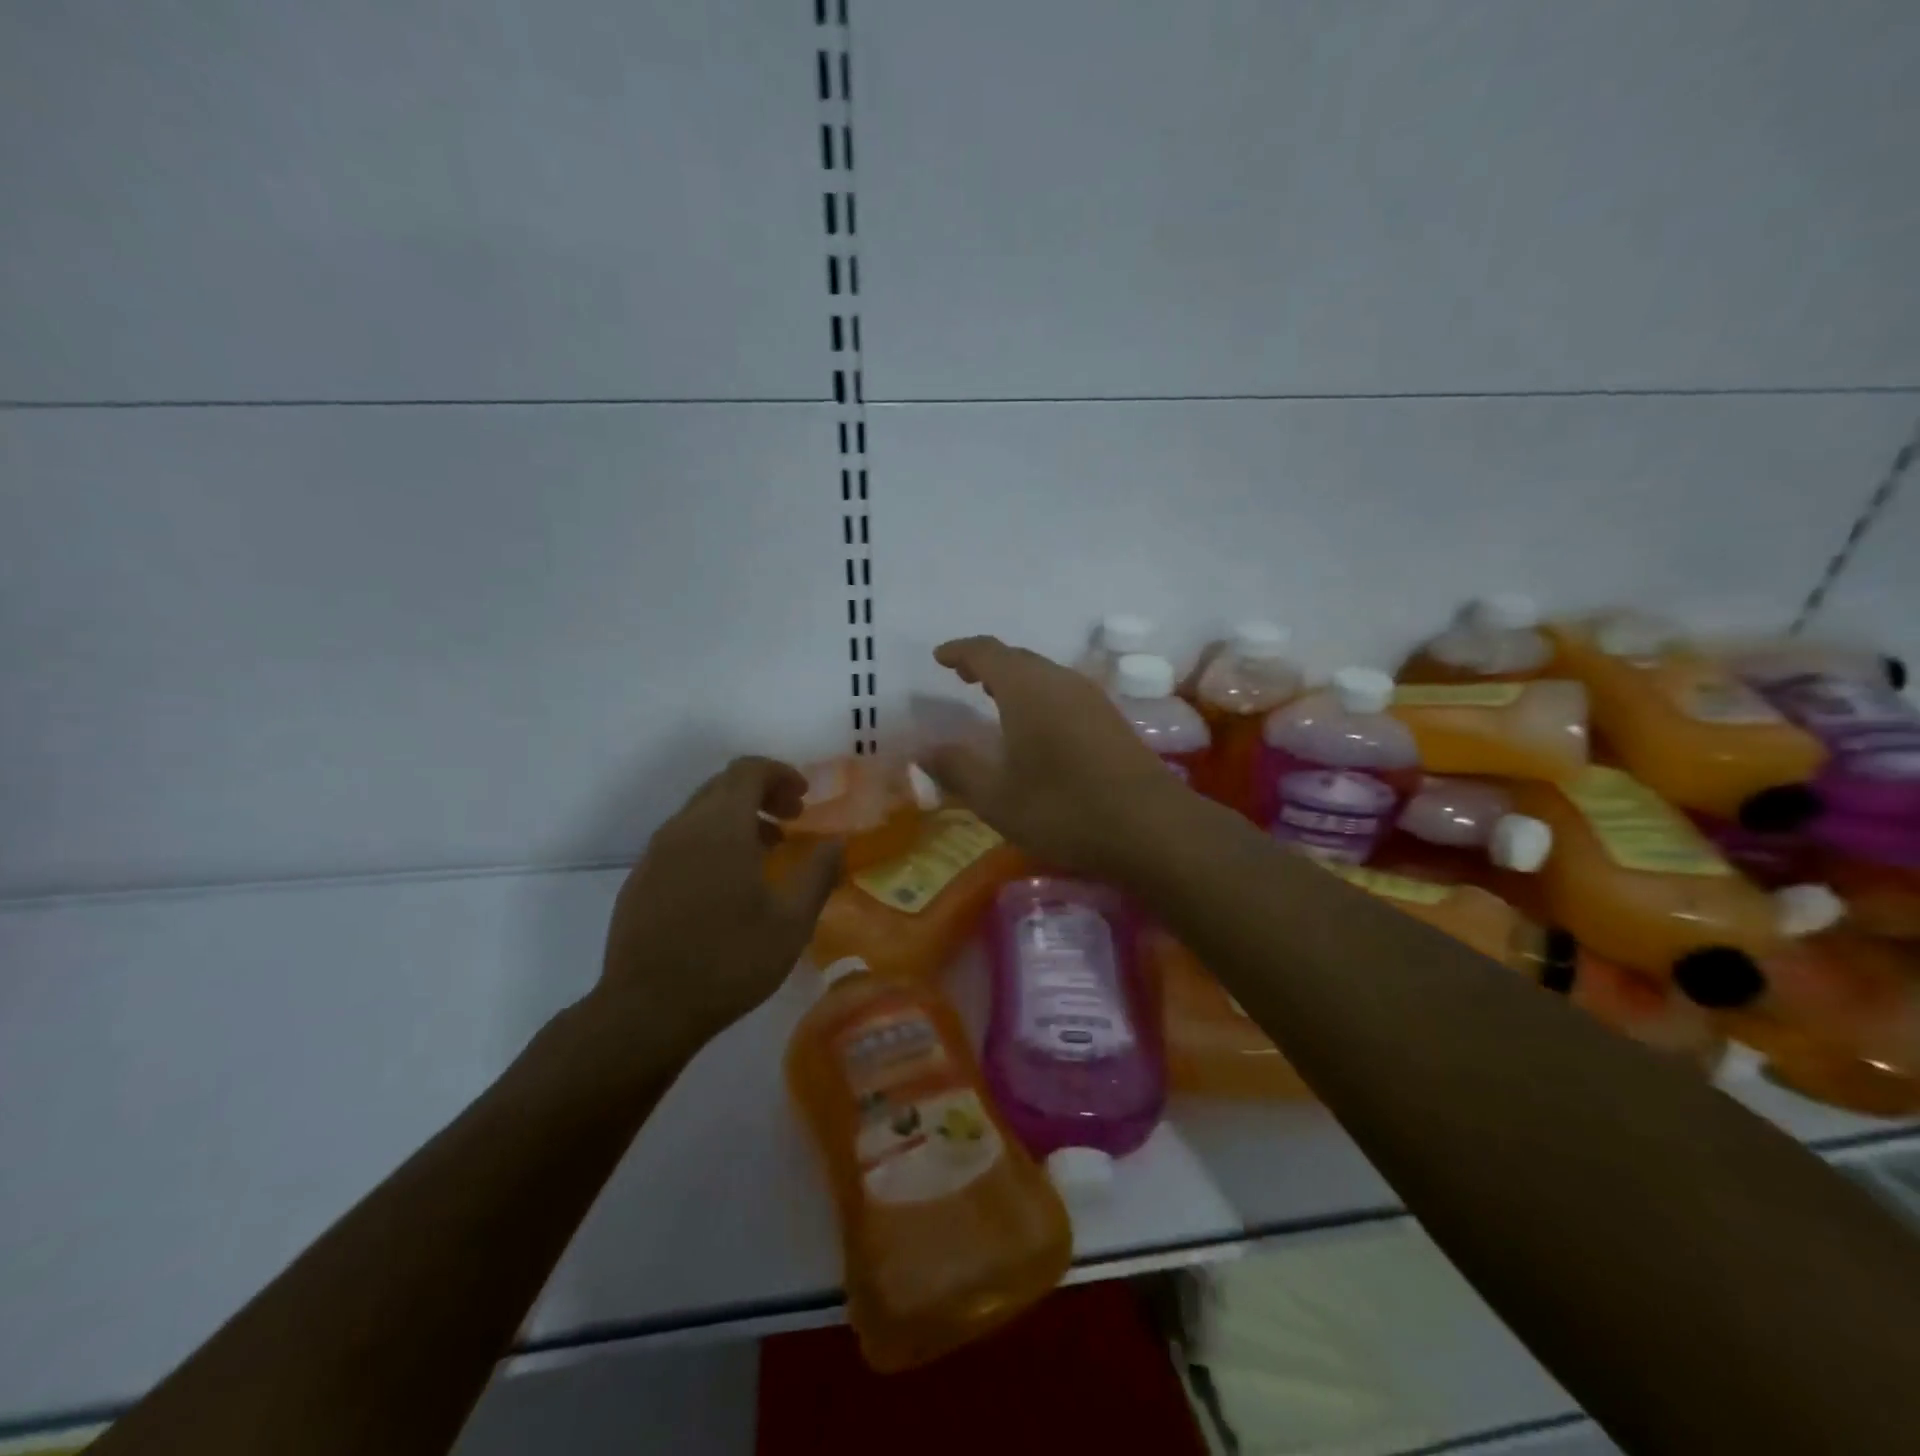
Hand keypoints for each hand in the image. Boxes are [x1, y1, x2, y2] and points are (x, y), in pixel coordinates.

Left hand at [594, 757, 841, 1059]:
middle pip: (723, 786)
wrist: (647, 1010)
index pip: (748, 770)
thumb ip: (818, 873)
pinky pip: (681, 840)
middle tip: (792, 821)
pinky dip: (712, 840)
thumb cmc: (729, 961)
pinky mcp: (640, 879)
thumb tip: (838, 842)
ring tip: (766, 852)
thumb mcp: (791, 922)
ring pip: (700, 812)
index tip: (804, 798)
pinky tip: (727, 883)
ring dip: (737, 818)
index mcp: (720, 827)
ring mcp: (655, 853)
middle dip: (762, 793)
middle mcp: (683, 828)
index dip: (780, 774)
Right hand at [922, 635, 1189, 876]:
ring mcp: (1092, 699)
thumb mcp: (997, 798)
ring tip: (994, 697)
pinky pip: (1064, 693)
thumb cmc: (1064, 810)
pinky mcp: (1112, 721)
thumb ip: (957, 769)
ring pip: (1045, 675)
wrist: (1153, 828)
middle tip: (963, 676)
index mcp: (1027, 690)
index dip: (960, 651)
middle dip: (987, 663)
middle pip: (1019, 659)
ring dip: (1015, 679)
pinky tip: (1036, 726)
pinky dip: (1039, 696)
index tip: (940, 657)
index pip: (987, 652)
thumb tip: (923, 751)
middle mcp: (1061, 682)